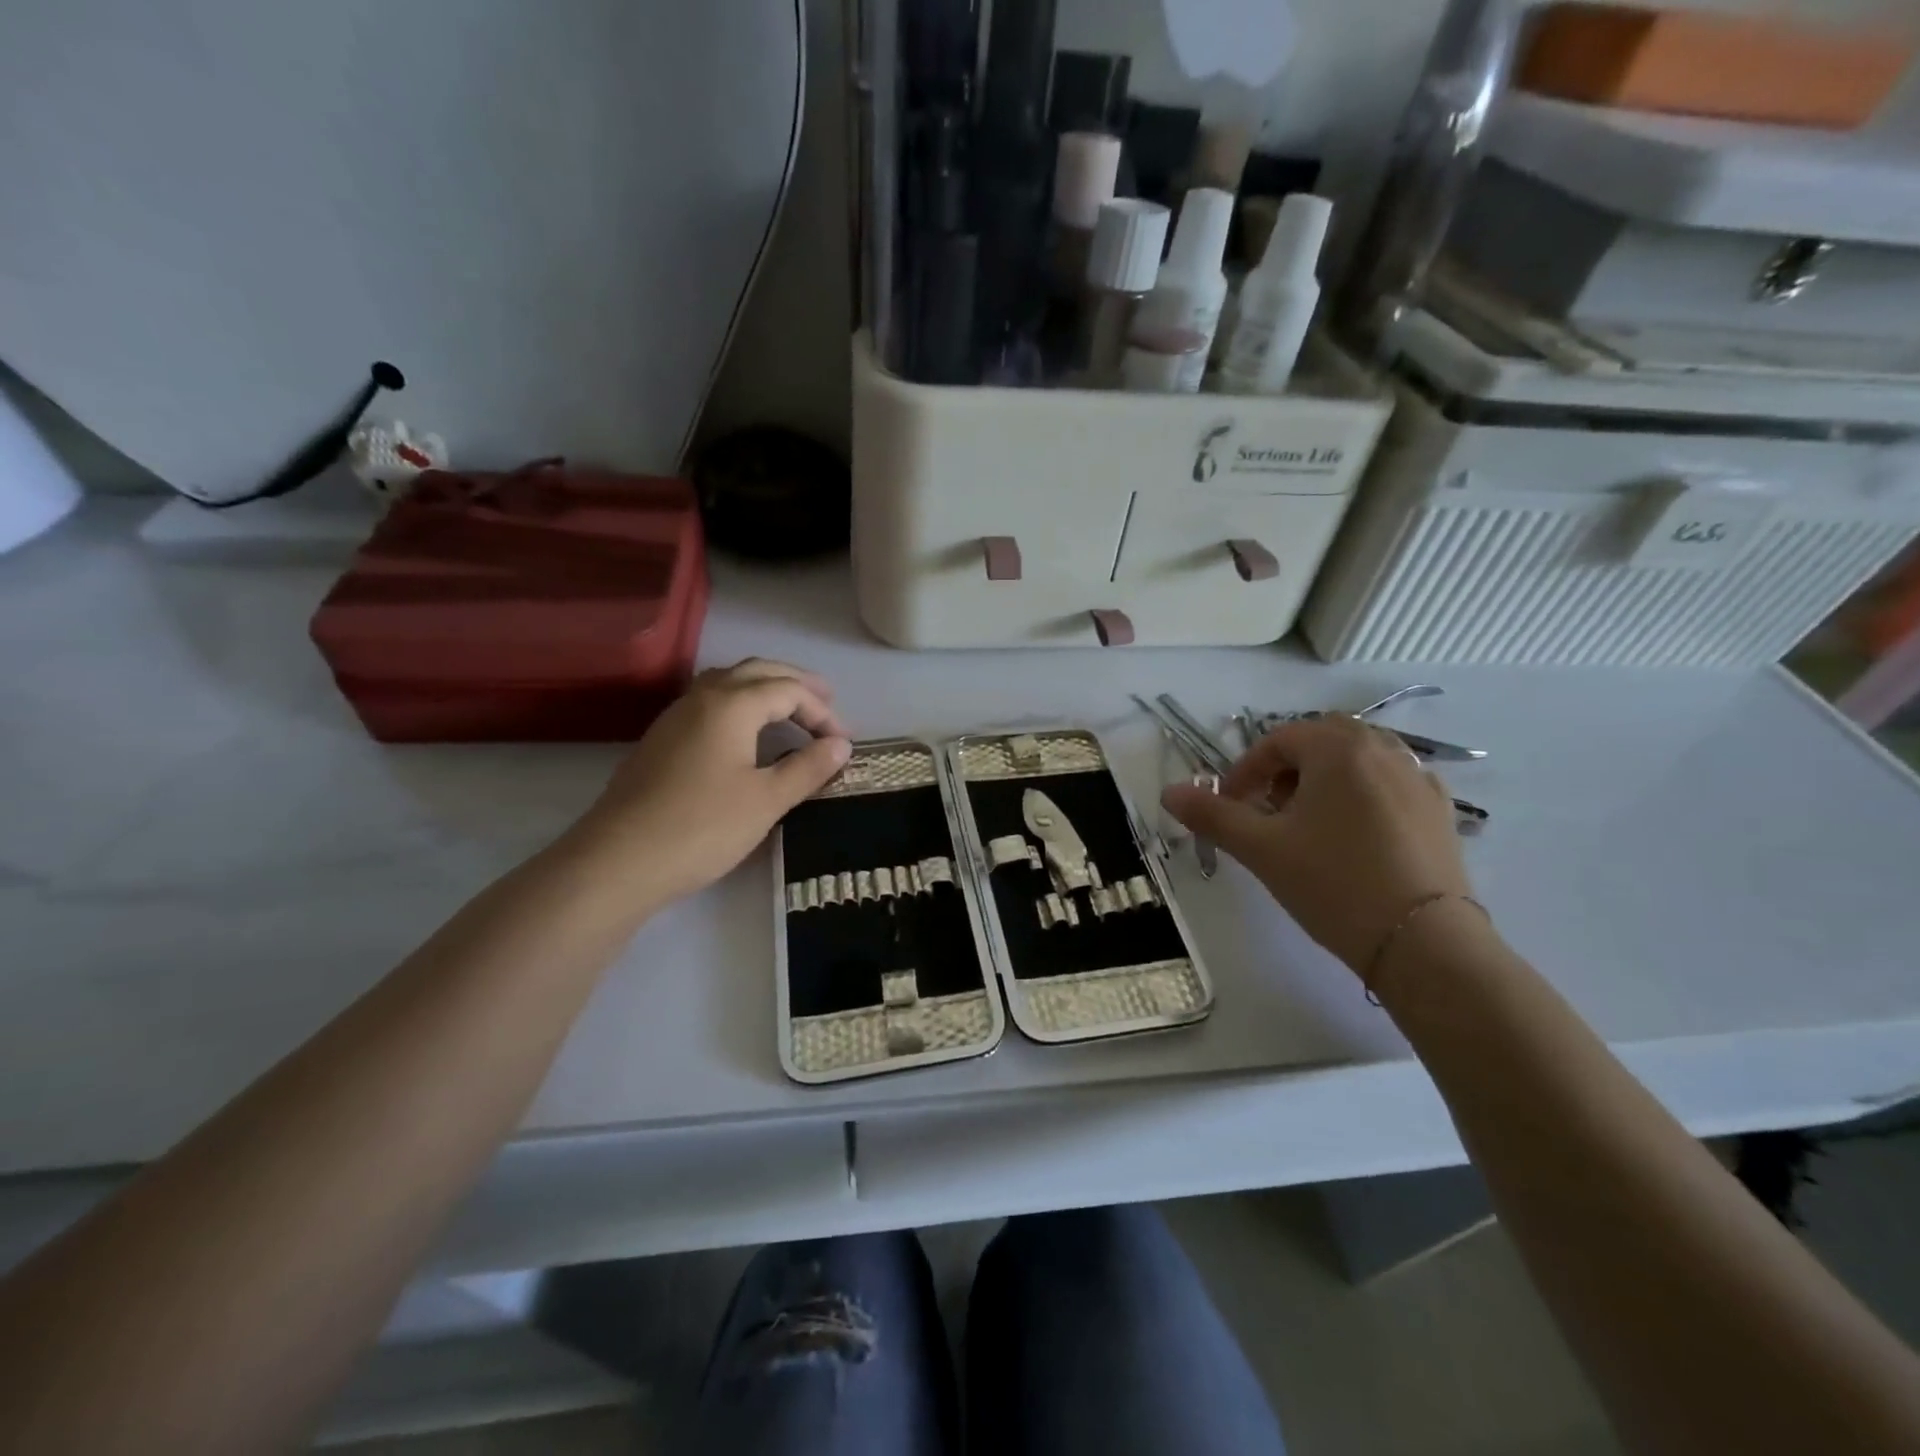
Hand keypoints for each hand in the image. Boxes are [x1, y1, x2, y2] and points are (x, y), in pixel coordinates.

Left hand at [571, 659, 851, 904]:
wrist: (619, 860)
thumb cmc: (702, 827)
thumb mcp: (767, 800)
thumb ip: (808, 767)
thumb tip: (841, 745)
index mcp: (731, 704)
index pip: (788, 690)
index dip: (822, 712)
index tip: (843, 743)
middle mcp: (701, 697)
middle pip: (757, 671)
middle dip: (795, 683)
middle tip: (827, 700)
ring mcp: (675, 717)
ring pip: (728, 682)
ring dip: (764, 688)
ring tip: (789, 708)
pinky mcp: (661, 740)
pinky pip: (709, 703)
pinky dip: (740, 705)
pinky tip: (745, 733)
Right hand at [1161, 714, 1470, 972]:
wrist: (1423, 943)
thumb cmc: (1332, 883)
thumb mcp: (1261, 848)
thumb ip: (1212, 815)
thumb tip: (1168, 792)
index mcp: (1338, 749)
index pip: (1278, 740)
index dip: (1245, 770)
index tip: (1231, 806)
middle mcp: (1383, 750)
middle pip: (1322, 740)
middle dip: (1287, 767)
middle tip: (1269, 808)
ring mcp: (1418, 779)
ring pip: (1359, 759)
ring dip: (1324, 778)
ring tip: (1309, 824)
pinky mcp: (1440, 811)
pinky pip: (1390, 784)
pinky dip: (1362, 795)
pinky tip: (1355, 837)